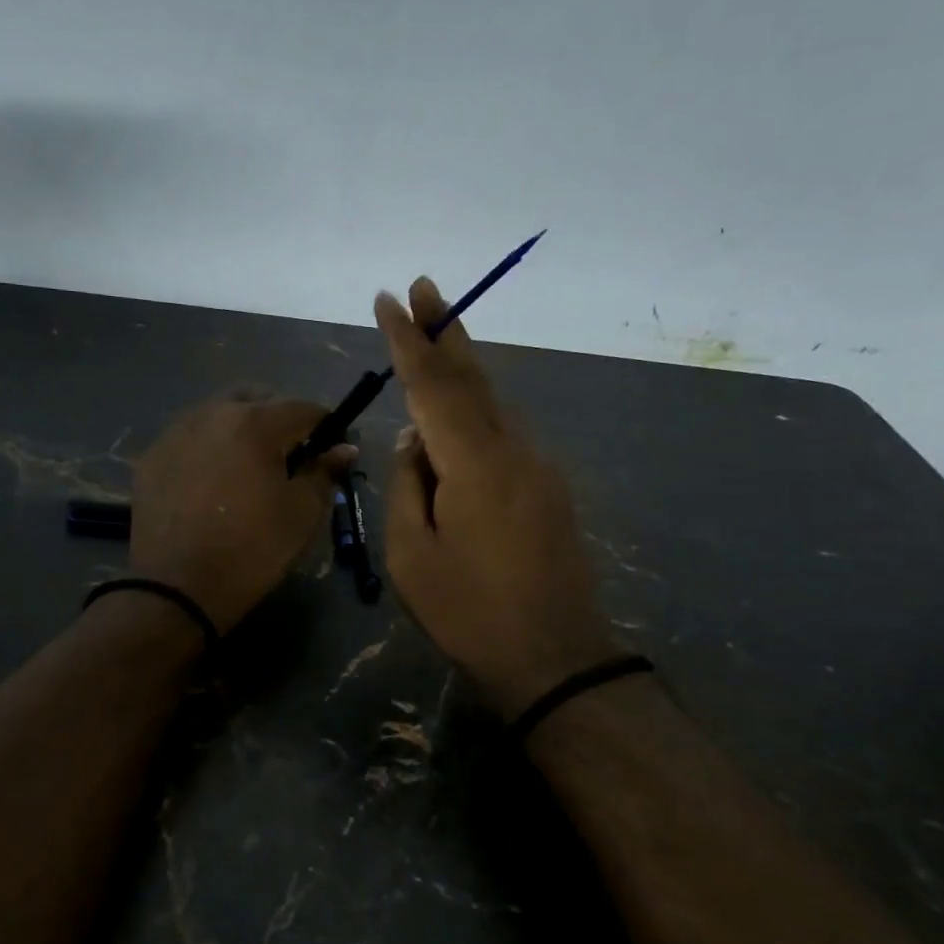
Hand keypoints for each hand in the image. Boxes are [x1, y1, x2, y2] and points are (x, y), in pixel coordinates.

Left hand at [130, 390, 353, 633]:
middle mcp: (213, 413)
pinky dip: (209, 447)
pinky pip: (191, 437)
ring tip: (248, 467)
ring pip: (219, 413)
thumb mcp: (302, 514)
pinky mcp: (153, 456)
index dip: (326, 427)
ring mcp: (177, 432)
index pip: (304, 408)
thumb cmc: (251, 549)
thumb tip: (344, 448)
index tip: (332, 450)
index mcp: (256, 423)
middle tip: (289, 455)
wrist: (177, 588)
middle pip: (257, 398)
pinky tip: (212, 481)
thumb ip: (325, 472)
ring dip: (242, 428)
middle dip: (279, 418)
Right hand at [376, 279, 622, 714]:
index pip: (433, 386)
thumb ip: (406, 487)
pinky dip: (476, 410)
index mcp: (474, 464)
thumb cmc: (469, 611)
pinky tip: (455, 416)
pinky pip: (503, 433)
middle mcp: (513, 450)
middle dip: (446, 329)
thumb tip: (414, 443)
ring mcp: (538, 467)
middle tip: (426, 286)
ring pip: (493, 403)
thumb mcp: (411, 556)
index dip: (408, 340)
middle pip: (474, 377)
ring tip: (434, 336)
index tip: (389, 300)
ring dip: (462, 367)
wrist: (554, 656)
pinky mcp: (548, 487)